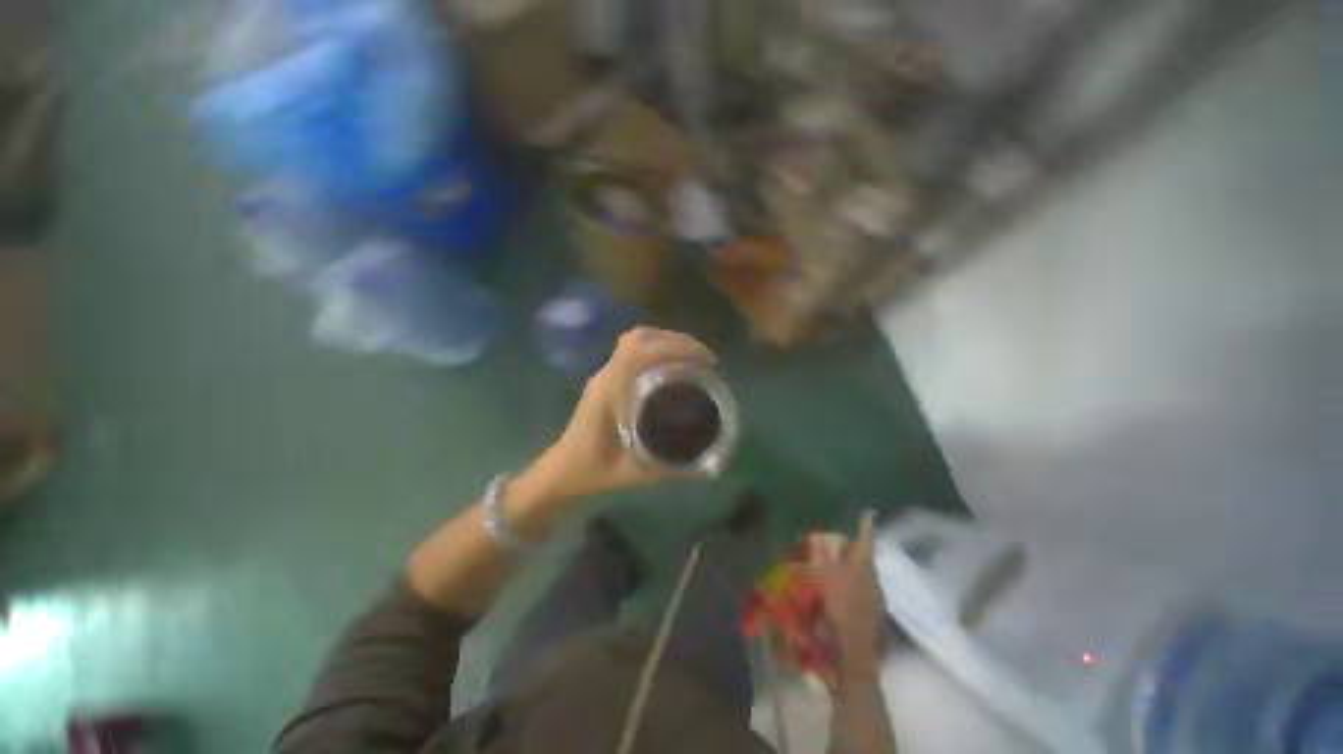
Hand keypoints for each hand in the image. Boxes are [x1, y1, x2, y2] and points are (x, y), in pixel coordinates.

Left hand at [529, 327, 715, 502]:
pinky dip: (659, 348)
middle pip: (639, 338)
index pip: (640, 353)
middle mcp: (606, 376)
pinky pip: (633, 350)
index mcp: (609, 392)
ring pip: (636, 339)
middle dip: (677, 341)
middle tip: (705, 360)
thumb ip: (673, 469)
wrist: (564, 471)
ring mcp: (605, 374)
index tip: (705, 363)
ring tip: (695, 357)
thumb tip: (713, 467)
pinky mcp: (608, 377)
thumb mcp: (637, 473)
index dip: (675, 349)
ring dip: (668, 341)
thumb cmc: (595, 472)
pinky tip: (676, 365)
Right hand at [813, 511, 886, 678]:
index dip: (866, 526)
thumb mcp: (822, 581)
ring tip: (837, 566)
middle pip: (865, 558)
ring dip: (853, 568)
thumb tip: (812, 544)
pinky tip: (840, 590)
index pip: (866, 542)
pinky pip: (864, 591)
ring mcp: (876, 599)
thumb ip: (817, 561)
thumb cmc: (837, 611)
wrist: (853, 654)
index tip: (868, 512)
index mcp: (863, 569)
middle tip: (840, 542)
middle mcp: (873, 581)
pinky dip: (853, 585)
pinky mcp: (874, 614)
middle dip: (854, 548)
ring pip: (865, 575)